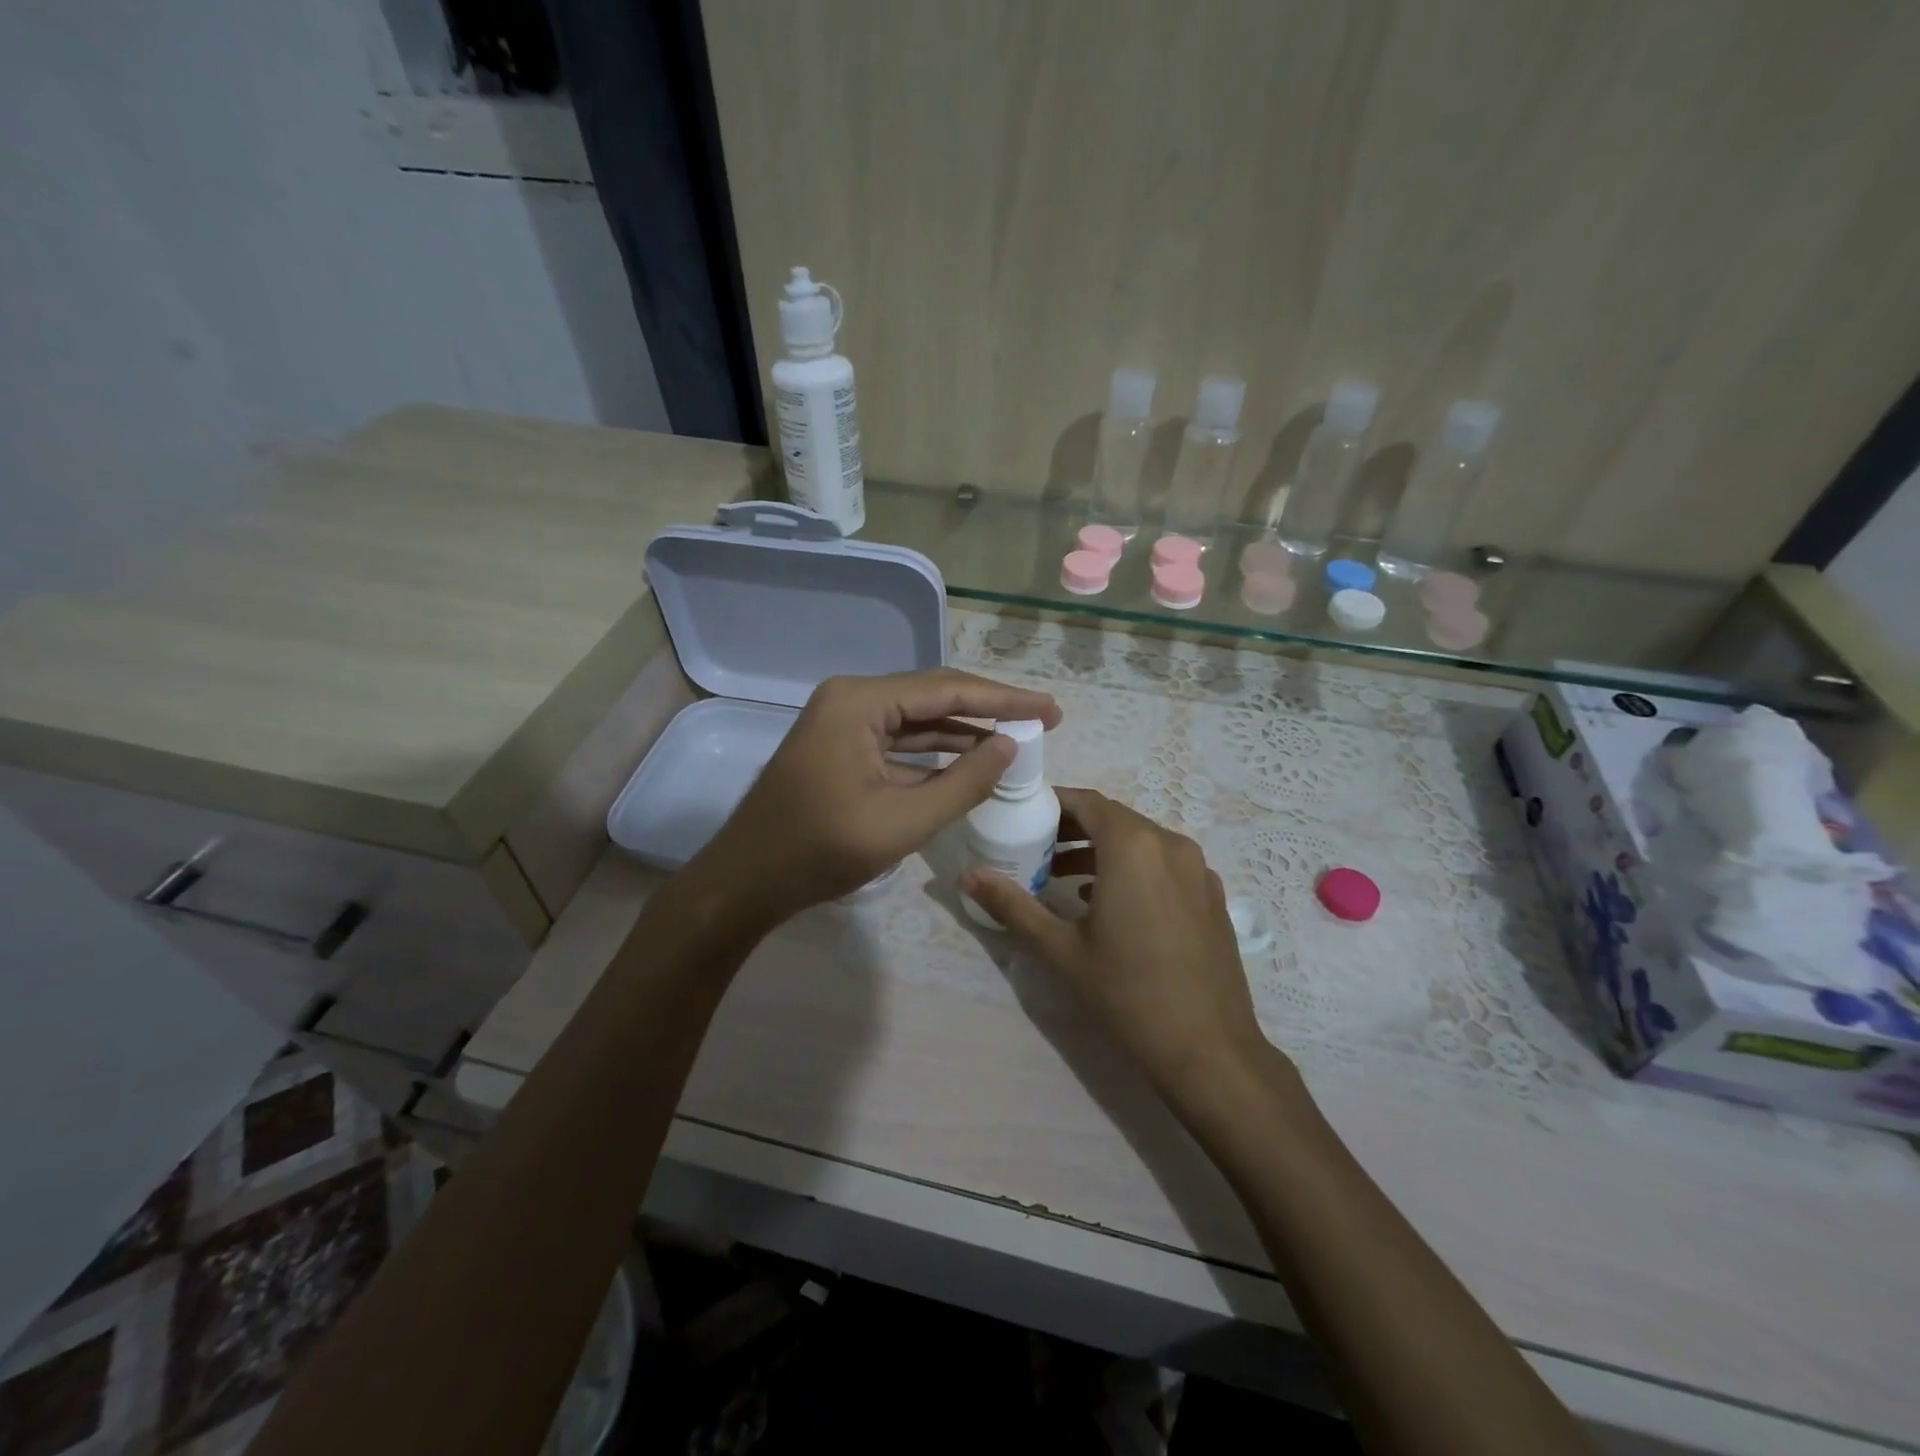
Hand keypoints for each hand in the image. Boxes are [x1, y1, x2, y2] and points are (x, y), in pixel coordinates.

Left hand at [692, 668, 1060, 925]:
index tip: (1050, 709)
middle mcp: (850, 699)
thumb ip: (963, 782)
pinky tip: (969, 762)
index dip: (1004, 700)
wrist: (746, 882)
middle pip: (933, 697)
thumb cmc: (819, 850)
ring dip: (963, 732)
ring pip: (917, 720)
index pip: (946, 690)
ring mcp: (842, 723)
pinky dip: (934, 753)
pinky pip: (897, 742)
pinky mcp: (840, 748)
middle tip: (1041, 721)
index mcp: (859, 702)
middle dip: (987, 711)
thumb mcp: (903, 821)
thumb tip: (1010, 748)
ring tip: (1016, 740)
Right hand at [961, 788, 1273, 1101]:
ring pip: (1141, 842)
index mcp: (1134, 846)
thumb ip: (1012, 905)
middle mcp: (1171, 844)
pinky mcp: (1211, 896)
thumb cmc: (1127, 992)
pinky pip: (1164, 864)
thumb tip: (967, 876)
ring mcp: (1199, 870)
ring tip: (1061, 877)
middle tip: (1035, 848)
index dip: (1054, 803)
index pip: (1087, 802)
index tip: (1023, 814)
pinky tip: (1109, 903)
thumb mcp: (1060, 949)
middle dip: (1073, 828)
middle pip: (1114, 819)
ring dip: (1101, 850)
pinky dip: (1133, 868)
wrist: (1209, 1049)